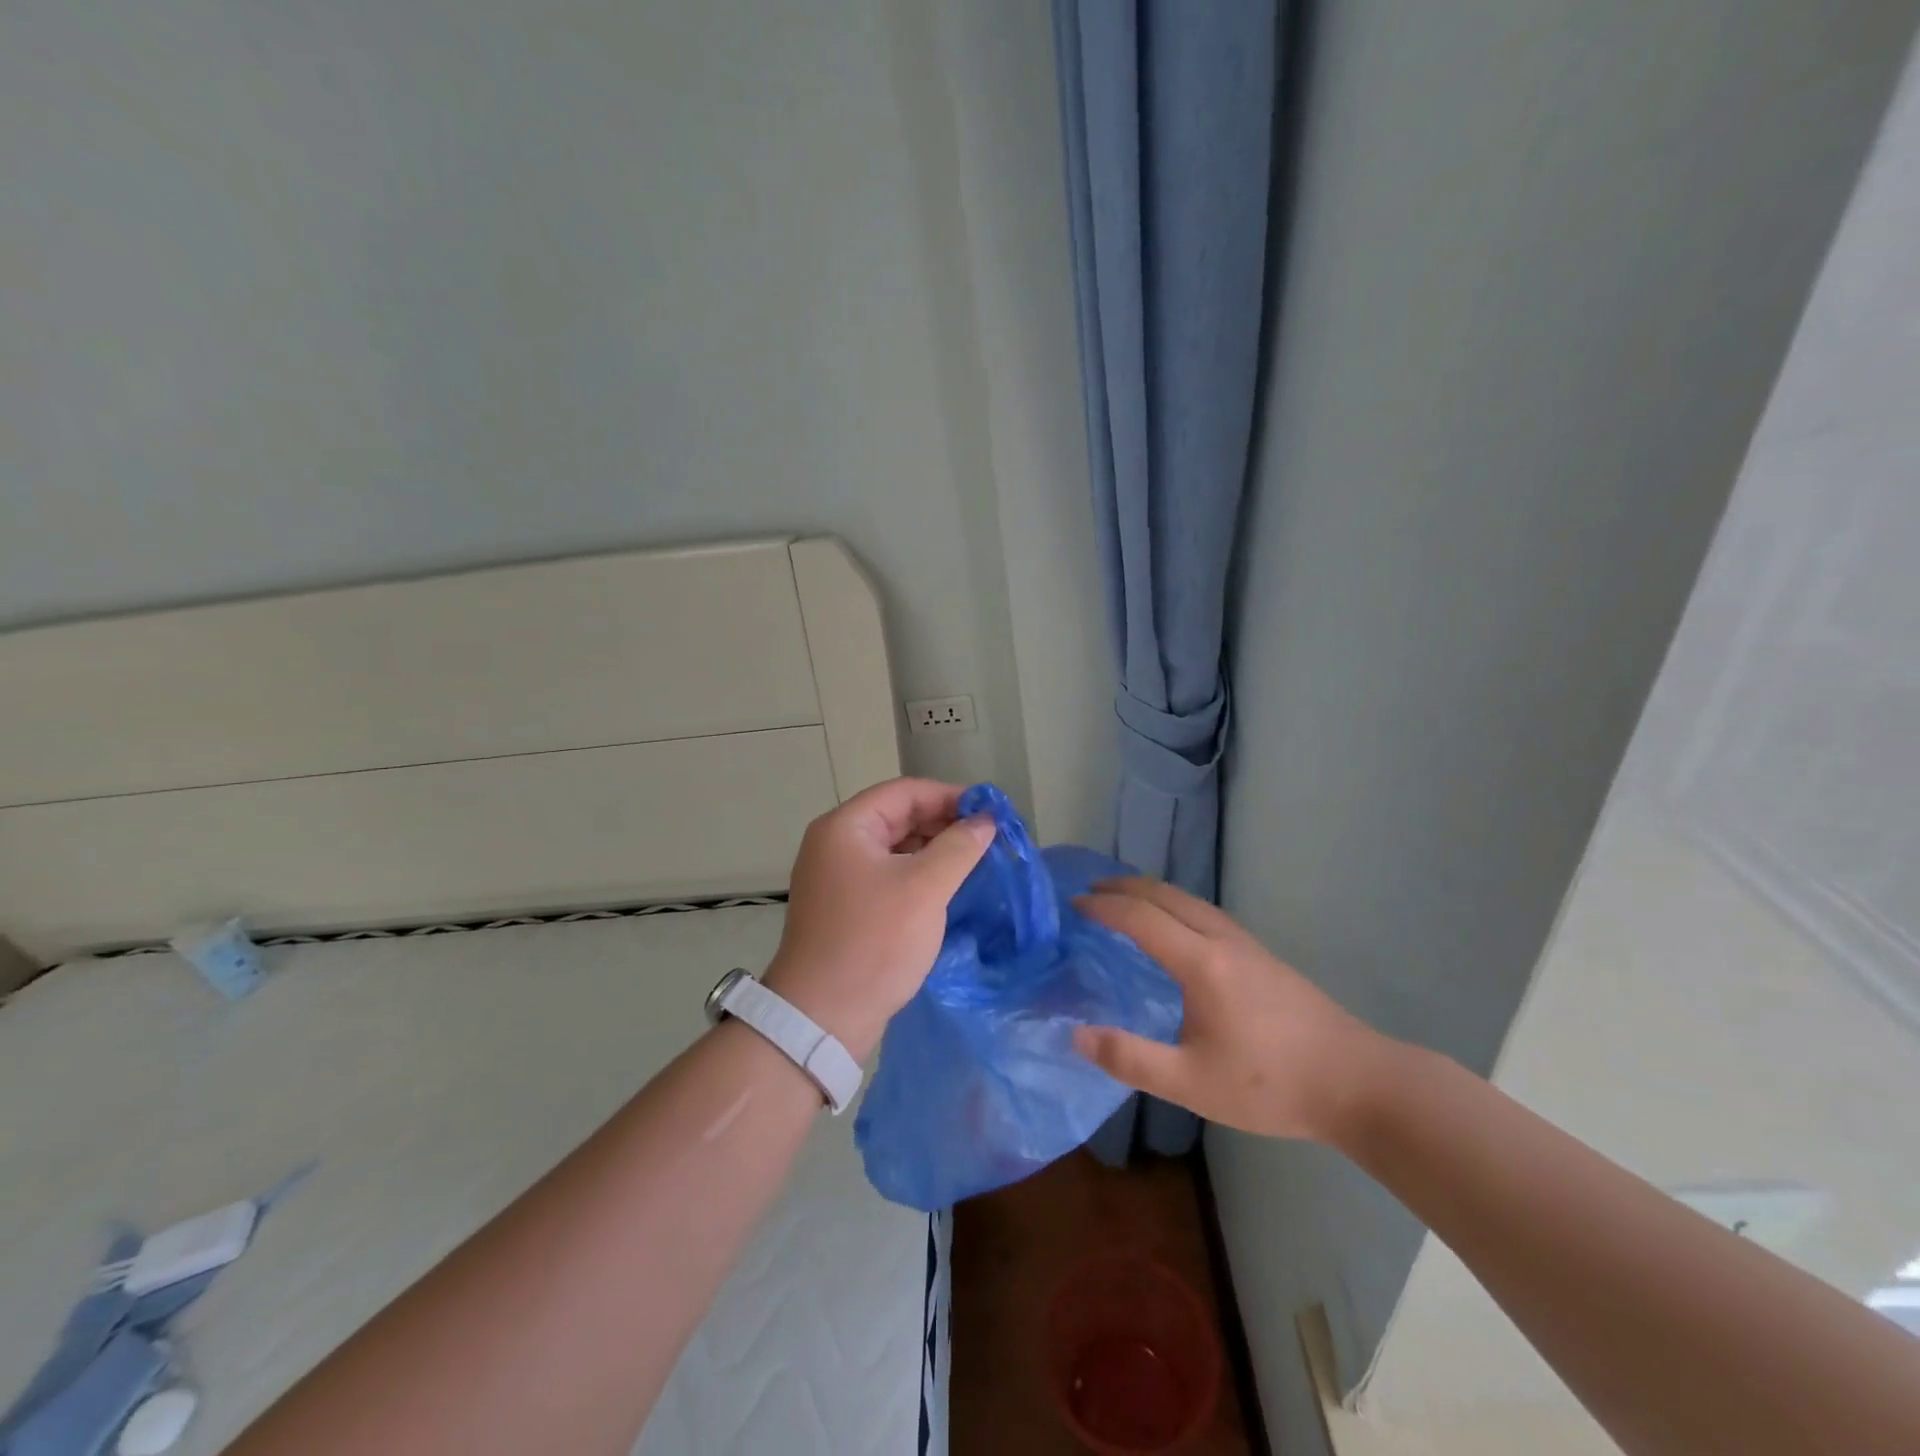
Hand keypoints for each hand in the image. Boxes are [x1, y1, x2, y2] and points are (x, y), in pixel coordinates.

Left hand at [764, 778, 993, 1060]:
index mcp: (845, 827)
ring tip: (975, 863)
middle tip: (988, 839)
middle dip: (943, 823)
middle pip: (897, 817)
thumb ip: (959, 846)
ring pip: (894, 849)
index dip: (949, 796)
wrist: (822, 1016)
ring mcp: (837, 878)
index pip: (904, 792)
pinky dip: (918, 876)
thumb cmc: (874, 941)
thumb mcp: (925, 887)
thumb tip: (985, 821)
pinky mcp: (844, 908)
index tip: (989, 812)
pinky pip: (887, 876)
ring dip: (933, 851)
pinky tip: (947, 889)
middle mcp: (835, 844)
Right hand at [1072, 878, 1388, 1142]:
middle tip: (1090, 892)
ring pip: (1189, 900)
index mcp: (1201, 963)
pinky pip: (1206, 913)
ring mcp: (1247, 944)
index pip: (1141, 918)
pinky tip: (1175, 929)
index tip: (1073, 906)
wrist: (1358, 1083)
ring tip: (1124, 901)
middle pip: (1166, 895)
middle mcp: (1222, 940)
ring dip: (1151, 893)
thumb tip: (1075, 1034)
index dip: (1103, 908)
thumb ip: (1130, 1058)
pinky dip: (1174, 905)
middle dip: (1124, 887)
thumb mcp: (1192, 1083)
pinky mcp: (1262, 956)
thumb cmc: (1271, 1085)